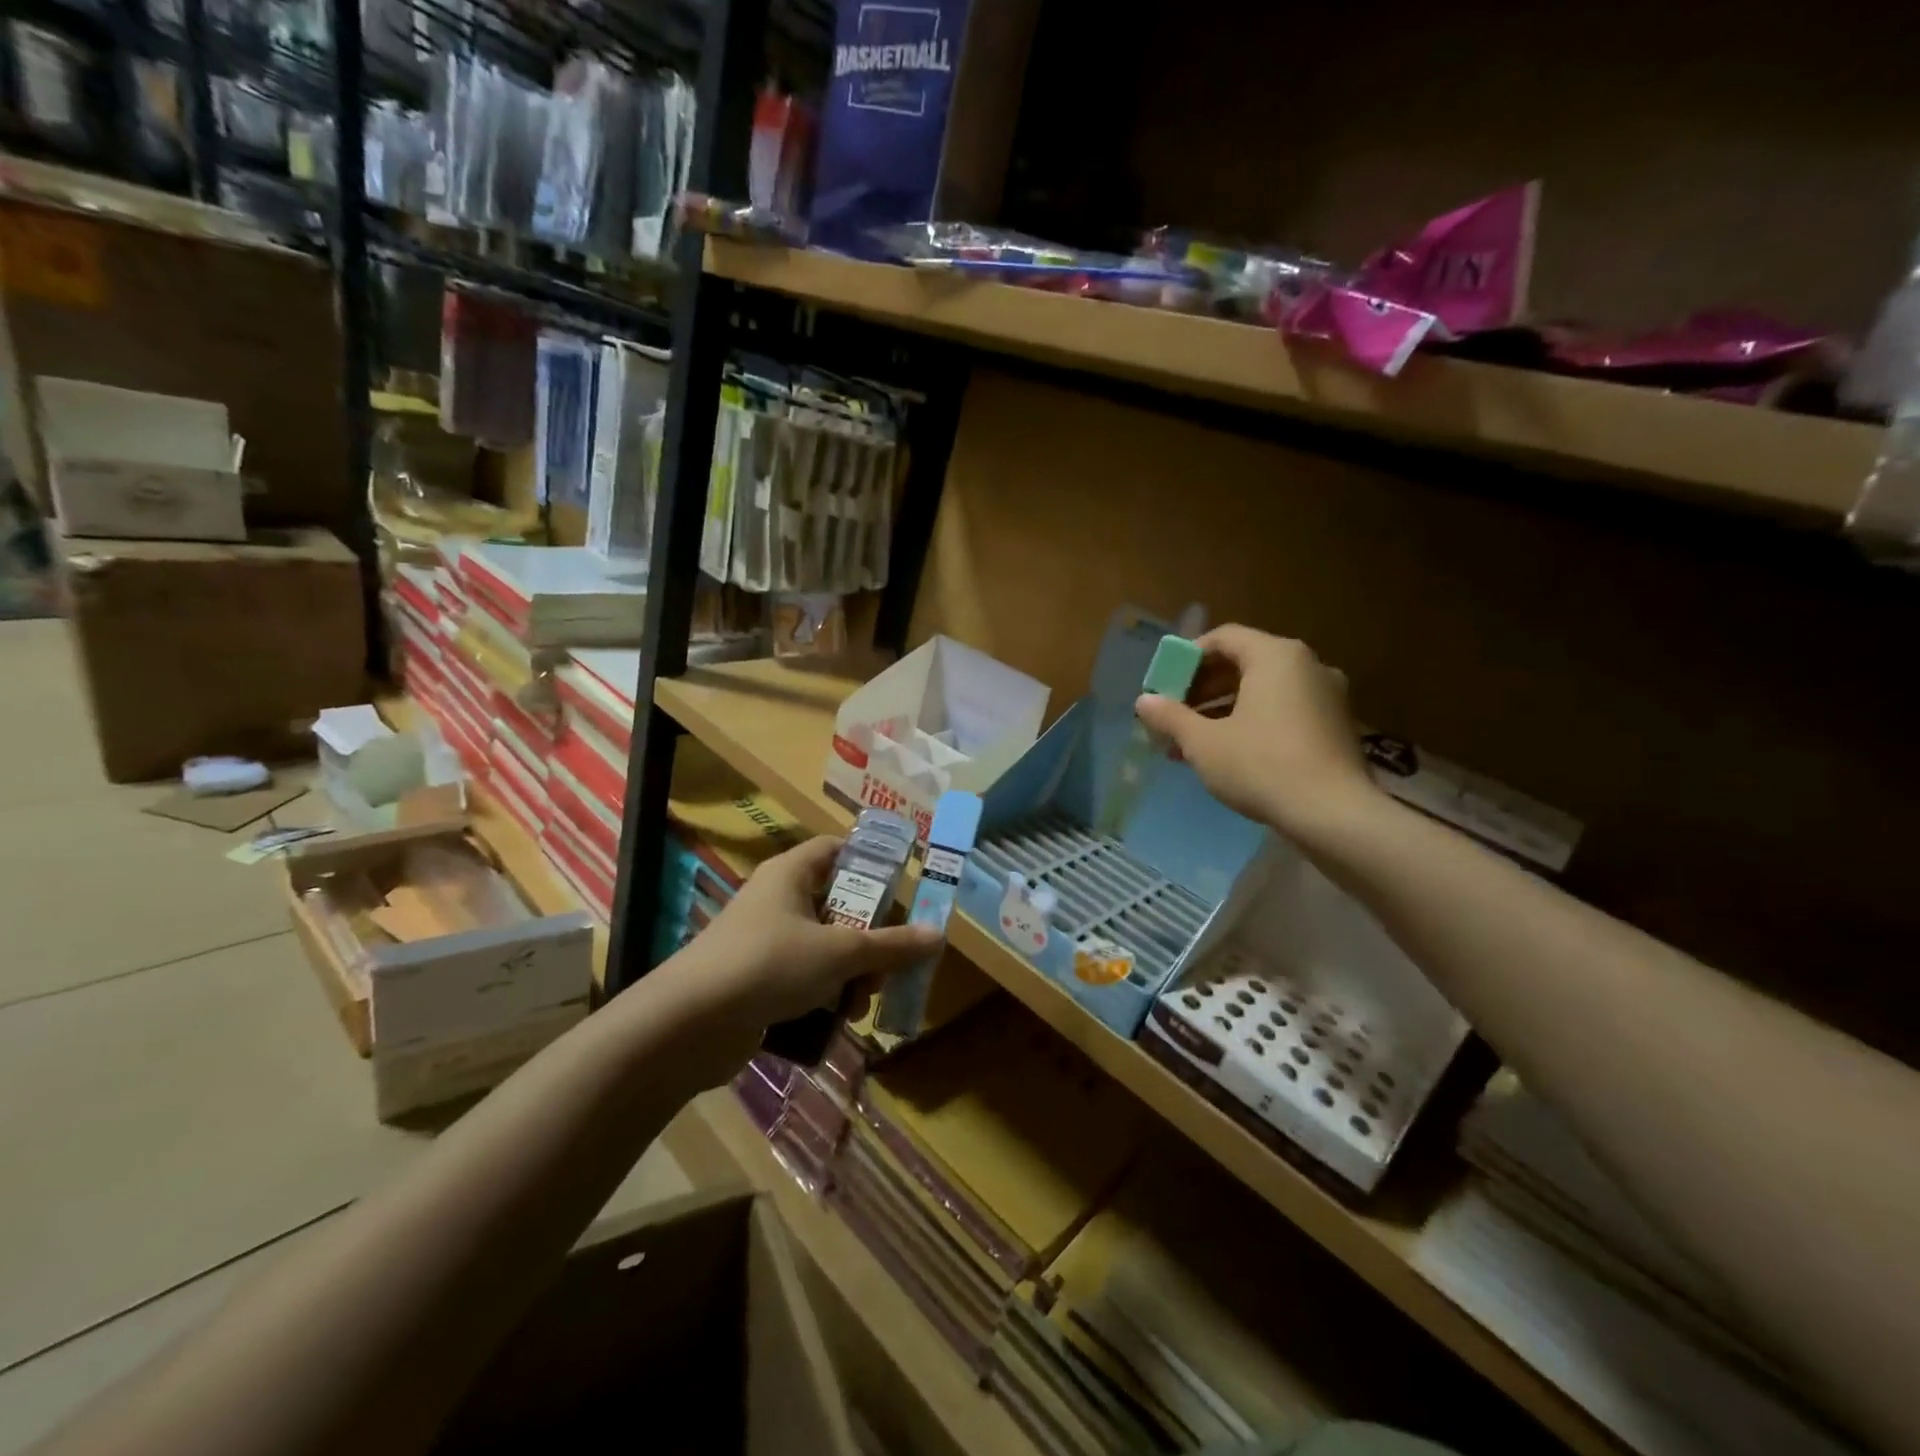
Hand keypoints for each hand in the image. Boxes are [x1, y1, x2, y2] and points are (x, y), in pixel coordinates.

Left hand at [678, 836, 941, 1031]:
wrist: (688, 1024)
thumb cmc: (769, 965)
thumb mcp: (839, 952)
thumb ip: (891, 945)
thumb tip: (938, 935)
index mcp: (791, 873)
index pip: (837, 849)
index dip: (872, 864)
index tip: (903, 891)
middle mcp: (777, 899)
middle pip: (838, 904)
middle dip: (870, 936)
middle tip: (891, 963)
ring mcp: (764, 941)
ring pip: (824, 945)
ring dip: (852, 972)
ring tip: (864, 1002)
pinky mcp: (756, 979)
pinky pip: (804, 977)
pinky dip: (825, 993)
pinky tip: (840, 1019)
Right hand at [1134, 624, 1378, 840]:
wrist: (1333, 814)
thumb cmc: (1262, 765)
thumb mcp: (1203, 742)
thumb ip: (1170, 717)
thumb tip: (1143, 701)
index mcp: (1275, 656)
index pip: (1223, 638)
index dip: (1187, 658)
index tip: (1165, 686)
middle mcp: (1307, 665)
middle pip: (1243, 663)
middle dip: (1202, 689)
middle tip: (1174, 716)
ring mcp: (1327, 695)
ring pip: (1263, 691)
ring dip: (1223, 711)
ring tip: (1192, 743)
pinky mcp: (1336, 725)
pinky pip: (1284, 711)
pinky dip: (1252, 723)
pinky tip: (1228, 755)